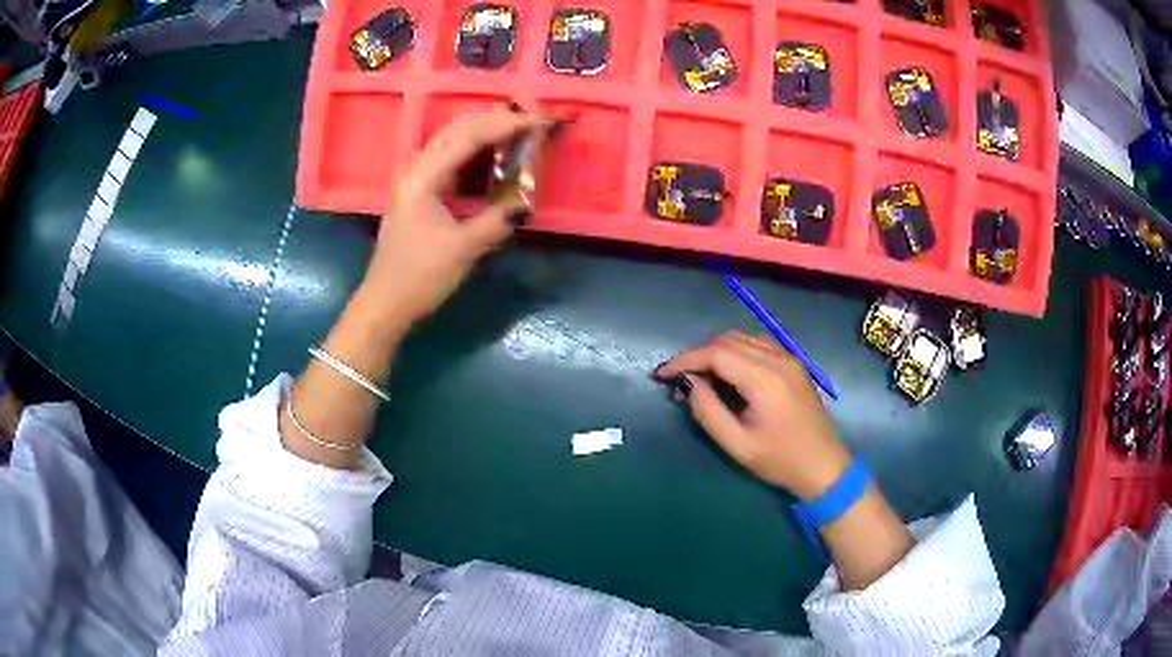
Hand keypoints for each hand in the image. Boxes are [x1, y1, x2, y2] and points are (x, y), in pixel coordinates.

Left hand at [361, 106, 547, 328]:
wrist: (385, 303)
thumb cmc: (419, 276)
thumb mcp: (463, 249)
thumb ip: (497, 220)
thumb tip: (526, 202)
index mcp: (423, 177)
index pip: (469, 137)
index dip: (505, 125)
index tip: (537, 120)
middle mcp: (416, 169)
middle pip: (457, 129)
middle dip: (494, 119)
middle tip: (529, 118)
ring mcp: (414, 179)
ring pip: (451, 140)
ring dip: (483, 130)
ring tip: (515, 128)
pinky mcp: (418, 192)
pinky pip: (448, 157)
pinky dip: (473, 150)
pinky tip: (490, 154)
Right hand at [656, 331, 850, 499]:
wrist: (824, 465)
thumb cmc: (780, 461)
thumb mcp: (738, 446)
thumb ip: (709, 412)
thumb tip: (689, 385)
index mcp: (764, 380)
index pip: (716, 353)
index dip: (685, 359)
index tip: (662, 374)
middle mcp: (778, 360)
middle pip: (728, 340)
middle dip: (697, 354)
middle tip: (678, 379)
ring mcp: (789, 358)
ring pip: (742, 338)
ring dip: (715, 350)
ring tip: (699, 376)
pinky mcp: (793, 363)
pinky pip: (758, 344)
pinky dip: (735, 350)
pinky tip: (727, 371)